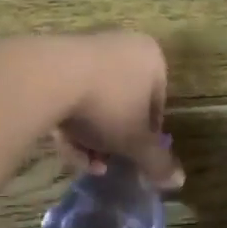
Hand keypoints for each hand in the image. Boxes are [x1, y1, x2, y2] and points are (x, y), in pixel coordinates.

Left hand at [47, 31, 184, 190]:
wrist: (48, 77)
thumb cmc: (107, 104)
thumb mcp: (136, 141)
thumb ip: (158, 162)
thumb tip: (179, 181)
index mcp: (151, 58)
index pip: (156, 104)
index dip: (146, 137)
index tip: (133, 158)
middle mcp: (122, 46)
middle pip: (123, 104)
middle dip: (113, 140)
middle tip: (105, 164)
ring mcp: (86, 49)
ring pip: (94, 103)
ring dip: (90, 137)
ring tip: (84, 163)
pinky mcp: (55, 59)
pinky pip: (70, 94)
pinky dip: (69, 121)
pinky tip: (63, 145)